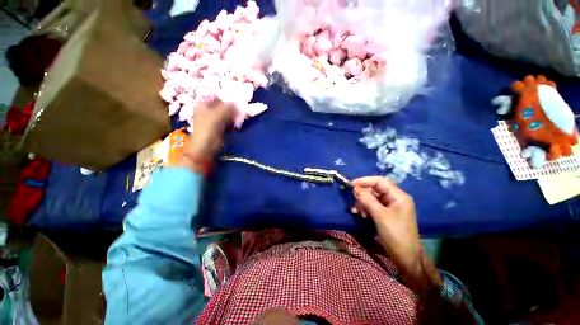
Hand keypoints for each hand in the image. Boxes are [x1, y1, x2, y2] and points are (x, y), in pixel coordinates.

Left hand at [176, 99, 234, 172]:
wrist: (205, 148)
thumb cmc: (209, 129)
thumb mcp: (219, 115)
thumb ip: (229, 107)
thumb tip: (238, 102)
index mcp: (203, 104)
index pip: (218, 98)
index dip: (228, 100)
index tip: (238, 104)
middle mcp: (207, 111)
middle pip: (222, 107)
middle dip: (232, 110)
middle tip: (240, 113)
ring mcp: (212, 120)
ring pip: (225, 115)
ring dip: (233, 117)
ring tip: (238, 120)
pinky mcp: (217, 128)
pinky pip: (226, 123)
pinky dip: (231, 124)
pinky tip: (235, 126)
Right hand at [351, 177, 419, 276]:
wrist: (405, 257)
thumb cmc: (395, 235)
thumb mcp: (380, 216)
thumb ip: (367, 200)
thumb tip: (355, 188)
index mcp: (398, 196)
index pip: (380, 182)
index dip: (365, 181)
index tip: (351, 184)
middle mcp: (395, 198)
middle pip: (375, 189)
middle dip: (363, 194)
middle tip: (354, 201)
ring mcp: (391, 206)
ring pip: (372, 197)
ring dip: (363, 202)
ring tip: (356, 211)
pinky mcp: (386, 213)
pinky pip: (373, 205)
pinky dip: (365, 208)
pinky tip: (360, 214)